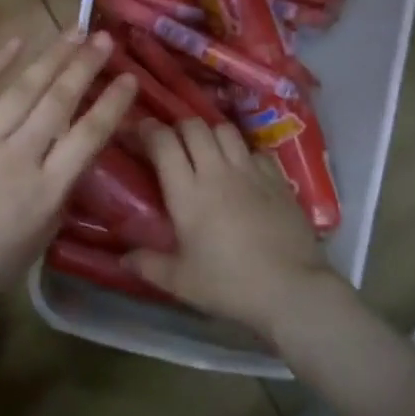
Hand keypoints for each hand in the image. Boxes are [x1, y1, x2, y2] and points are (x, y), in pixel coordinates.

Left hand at [0, 31, 136, 328]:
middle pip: (58, 101)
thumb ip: (54, 204)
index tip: (130, 79)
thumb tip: (66, 170)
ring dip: (51, 56)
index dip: (113, 104)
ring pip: (23, 88)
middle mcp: (18, 156)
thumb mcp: (32, 248)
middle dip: (85, 66)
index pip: (88, 136)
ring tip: (72, 31)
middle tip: (104, 38)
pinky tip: (15, 41)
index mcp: (44, 191)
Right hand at [123, 119, 336, 338]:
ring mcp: (250, 172)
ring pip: (225, 130)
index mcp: (187, 192)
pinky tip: (241, 170)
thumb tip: (122, 259)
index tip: (139, 131)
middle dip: (178, 127)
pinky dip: (242, 152)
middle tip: (172, 143)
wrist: (292, 289)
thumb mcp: (180, 282)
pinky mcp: (277, 179)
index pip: (163, 142)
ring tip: (206, 149)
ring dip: (210, 133)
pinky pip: (254, 150)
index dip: (148, 130)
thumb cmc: (229, 285)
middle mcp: (217, 171)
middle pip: (194, 126)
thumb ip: (148, 265)